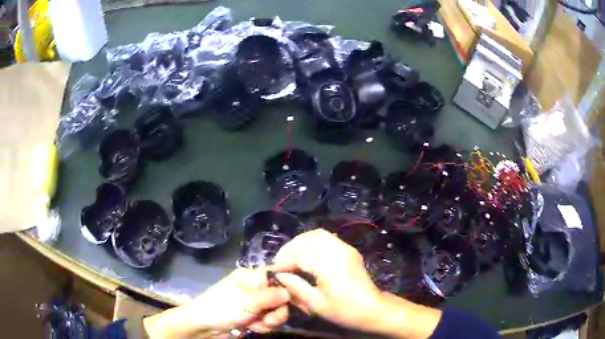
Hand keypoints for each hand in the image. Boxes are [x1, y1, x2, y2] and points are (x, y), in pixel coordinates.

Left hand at [144, 268, 289, 337]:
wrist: (204, 326)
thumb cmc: (224, 307)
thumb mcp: (249, 300)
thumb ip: (273, 295)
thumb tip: (292, 291)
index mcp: (252, 277)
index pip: (277, 275)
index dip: (288, 285)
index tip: (294, 298)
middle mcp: (255, 289)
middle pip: (281, 297)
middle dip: (277, 310)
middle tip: (267, 317)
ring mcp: (254, 304)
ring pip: (276, 311)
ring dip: (270, 321)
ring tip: (256, 324)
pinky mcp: (253, 317)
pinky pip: (268, 321)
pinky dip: (263, 326)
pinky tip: (253, 328)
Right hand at [272, 229, 441, 338]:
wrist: (372, 309)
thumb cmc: (344, 311)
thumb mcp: (316, 304)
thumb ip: (296, 287)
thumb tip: (279, 275)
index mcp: (331, 266)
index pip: (300, 256)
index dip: (284, 262)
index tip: (274, 271)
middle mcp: (339, 251)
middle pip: (309, 238)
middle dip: (291, 248)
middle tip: (280, 262)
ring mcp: (346, 248)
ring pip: (318, 235)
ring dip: (301, 243)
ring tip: (290, 257)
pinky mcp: (349, 250)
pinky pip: (327, 239)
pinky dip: (312, 243)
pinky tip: (306, 256)